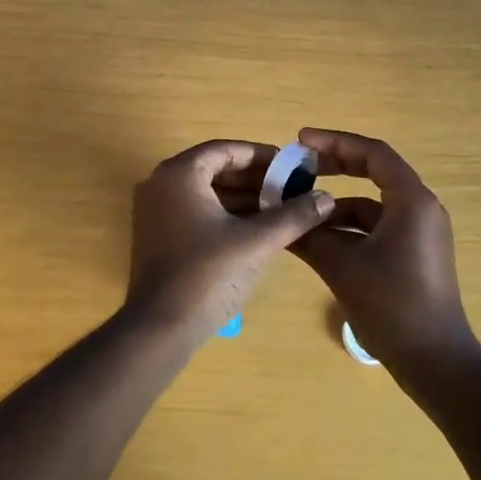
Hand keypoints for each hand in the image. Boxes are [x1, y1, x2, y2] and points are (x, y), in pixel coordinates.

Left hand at [128, 139, 333, 344]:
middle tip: (289, 189)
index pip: (225, 150)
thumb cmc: (207, 275)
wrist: (159, 329)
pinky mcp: (156, 234)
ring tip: (279, 209)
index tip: (291, 167)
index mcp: (179, 173)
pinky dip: (223, 214)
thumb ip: (293, 215)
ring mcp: (154, 210)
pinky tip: (253, 229)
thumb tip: (326, 198)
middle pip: (214, 168)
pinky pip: (194, 210)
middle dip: (254, 179)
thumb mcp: (257, 242)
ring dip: (241, 198)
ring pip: (205, 191)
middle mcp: (160, 183)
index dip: (261, 156)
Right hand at [289, 128, 480, 379]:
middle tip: (297, 166)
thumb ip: (309, 236)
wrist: (437, 364)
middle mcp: (420, 209)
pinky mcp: (413, 254)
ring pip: (372, 204)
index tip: (300, 142)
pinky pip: (376, 227)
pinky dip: (348, 227)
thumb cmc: (393, 306)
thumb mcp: (343, 267)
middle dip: (334, 166)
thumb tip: (277, 214)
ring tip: (298, 208)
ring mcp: (418, 233)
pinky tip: (318, 239)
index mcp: (411, 201)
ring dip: (336, 203)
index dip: (335, 142)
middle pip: (374, 172)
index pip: (372, 153)